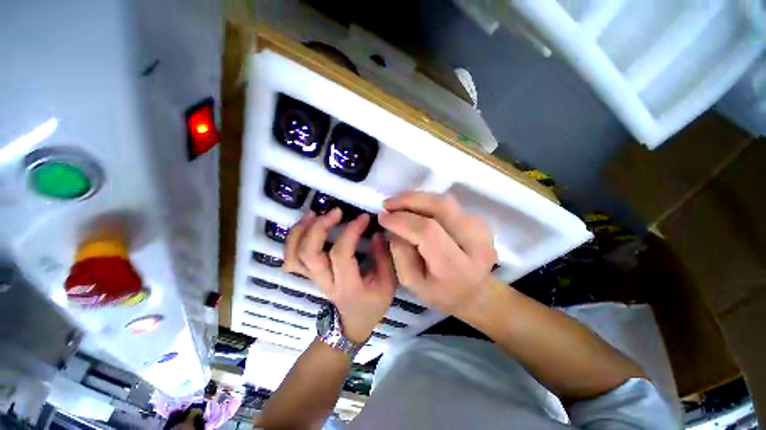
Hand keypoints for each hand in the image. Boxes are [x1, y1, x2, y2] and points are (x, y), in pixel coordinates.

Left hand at [283, 208, 396, 342]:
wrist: (352, 323)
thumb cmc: (372, 304)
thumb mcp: (387, 284)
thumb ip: (383, 258)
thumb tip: (376, 233)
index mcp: (347, 286)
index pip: (341, 254)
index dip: (351, 231)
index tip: (364, 218)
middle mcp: (325, 281)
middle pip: (309, 253)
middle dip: (320, 227)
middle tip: (336, 211)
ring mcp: (312, 278)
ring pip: (294, 255)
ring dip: (300, 231)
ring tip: (314, 213)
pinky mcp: (309, 275)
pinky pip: (291, 258)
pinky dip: (293, 240)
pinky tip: (305, 225)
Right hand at [378, 192, 497, 318]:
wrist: (475, 293)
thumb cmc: (440, 293)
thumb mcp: (411, 282)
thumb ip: (399, 253)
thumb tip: (393, 225)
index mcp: (455, 266)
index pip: (427, 232)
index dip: (402, 220)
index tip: (383, 217)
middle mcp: (474, 243)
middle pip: (440, 207)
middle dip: (409, 200)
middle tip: (388, 204)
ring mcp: (481, 229)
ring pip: (445, 201)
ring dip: (418, 199)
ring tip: (399, 205)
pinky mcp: (480, 221)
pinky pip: (449, 204)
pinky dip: (429, 203)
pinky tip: (418, 211)